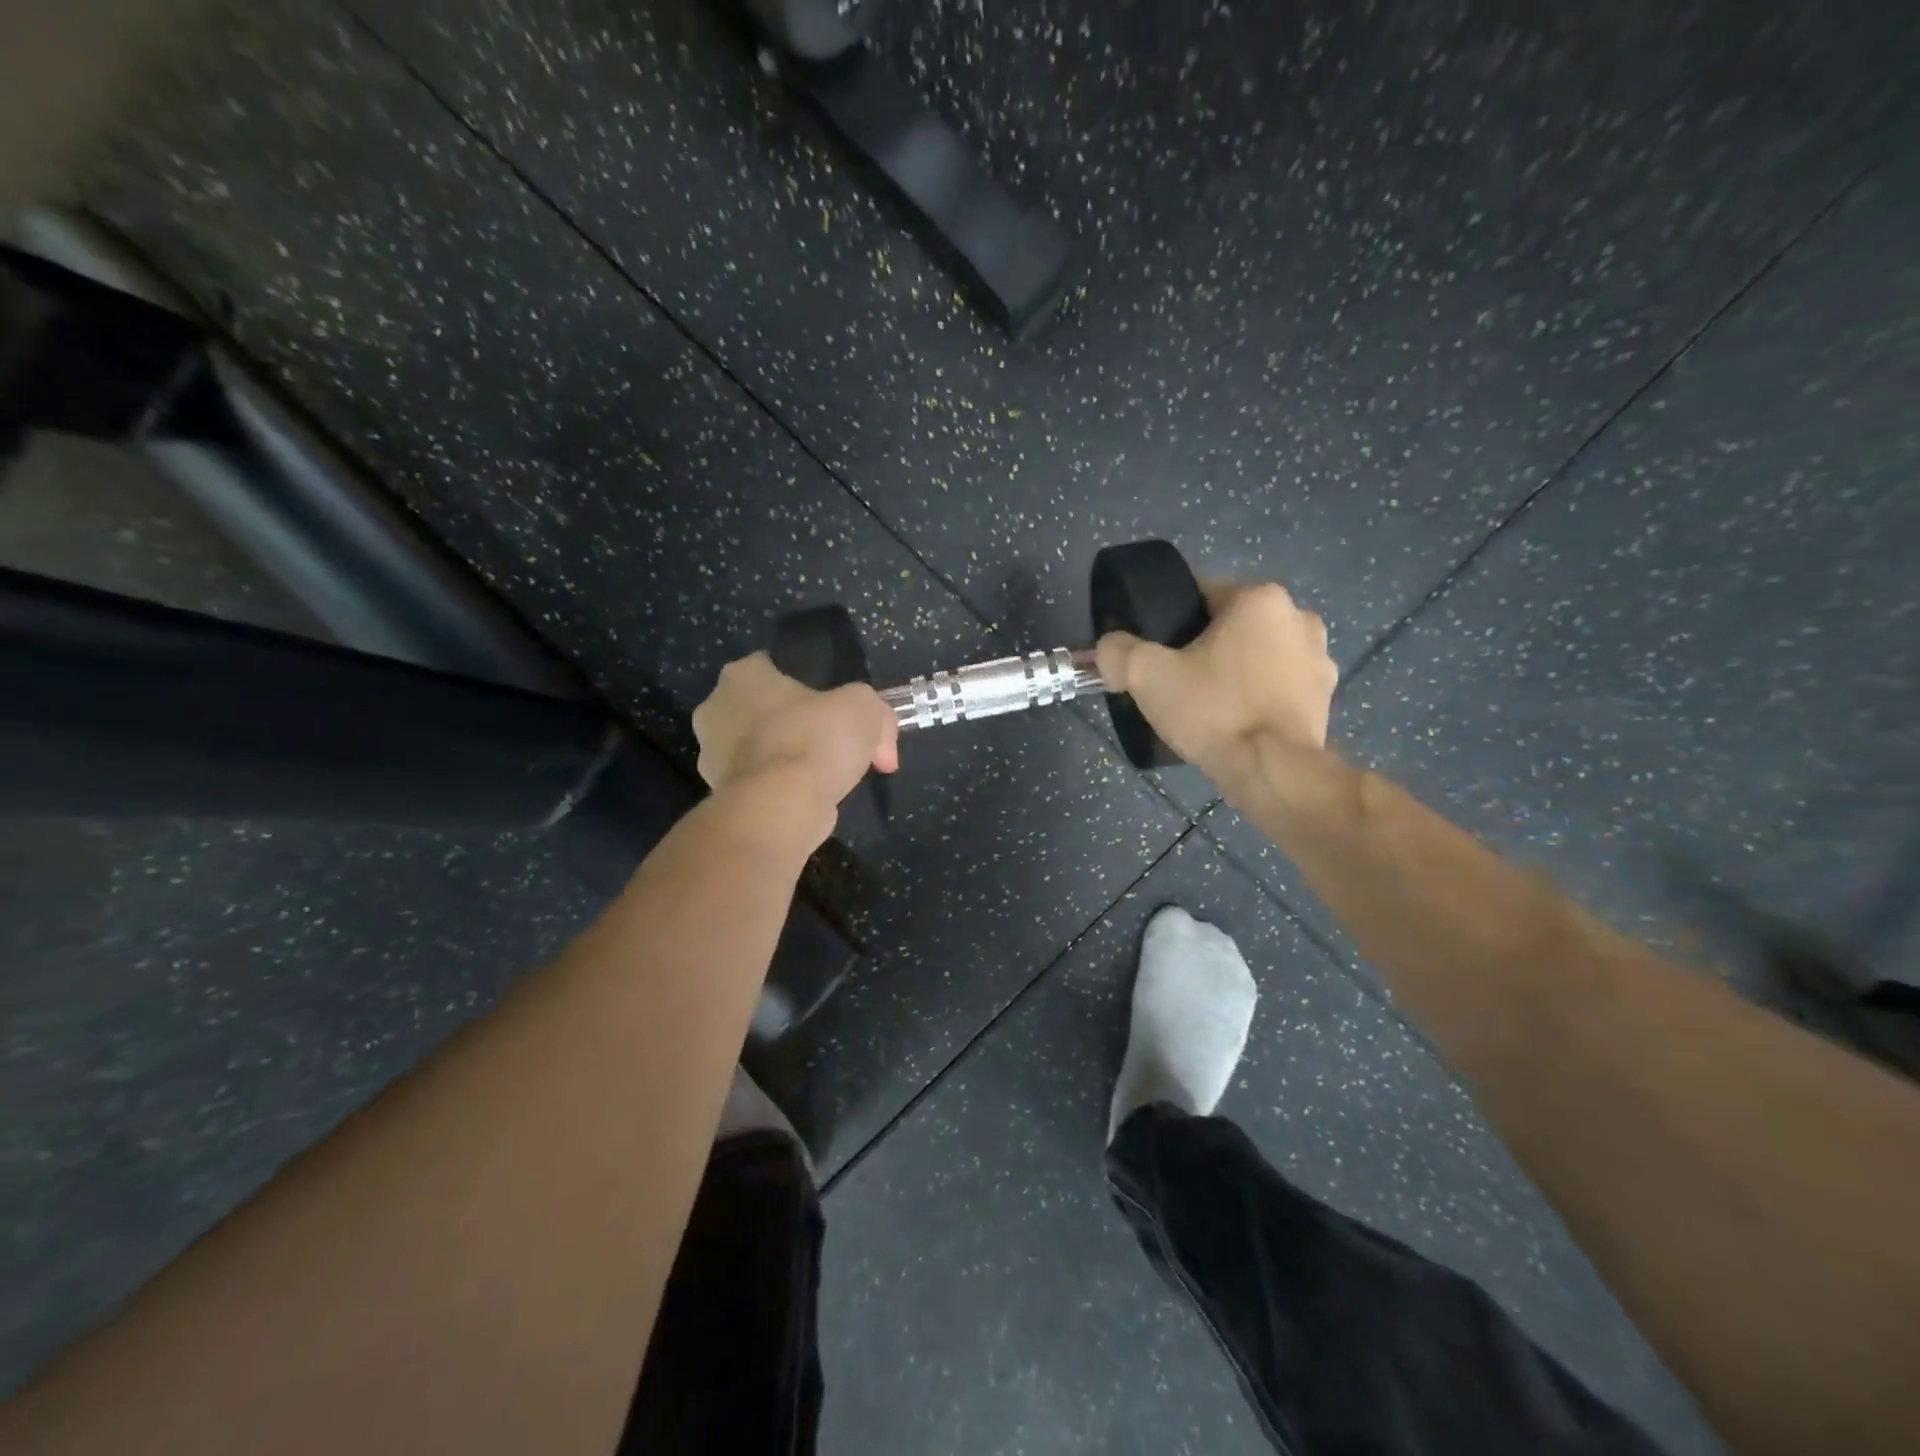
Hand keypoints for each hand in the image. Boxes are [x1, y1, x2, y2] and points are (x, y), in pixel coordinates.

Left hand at [692, 653, 898, 821]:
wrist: (781, 807)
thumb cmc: (814, 739)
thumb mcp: (864, 708)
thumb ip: (875, 712)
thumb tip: (881, 745)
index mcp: (740, 675)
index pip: (775, 668)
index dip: (812, 687)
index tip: (838, 710)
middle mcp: (715, 709)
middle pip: (769, 712)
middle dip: (802, 727)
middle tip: (839, 747)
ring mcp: (711, 756)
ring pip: (765, 750)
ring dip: (793, 761)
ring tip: (831, 779)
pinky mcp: (720, 795)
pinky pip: (762, 783)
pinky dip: (784, 789)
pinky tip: (811, 800)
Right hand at [1095, 581, 1335, 785]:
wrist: (1273, 771)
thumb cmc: (1214, 711)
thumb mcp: (1148, 677)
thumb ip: (1118, 652)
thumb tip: (1109, 647)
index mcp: (1260, 599)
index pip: (1201, 595)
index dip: (1171, 623)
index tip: (1156, 654)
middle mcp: (1299, 617)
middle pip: (1233, 626)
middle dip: (1206, 648)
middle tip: (1178, 682)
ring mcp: (1321, 658)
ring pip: (1259, 655)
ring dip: (1236, 671)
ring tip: (1209, 707)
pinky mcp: (1326, 696)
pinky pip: (1280, 685)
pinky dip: (1259, 696)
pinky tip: (1238, 722)